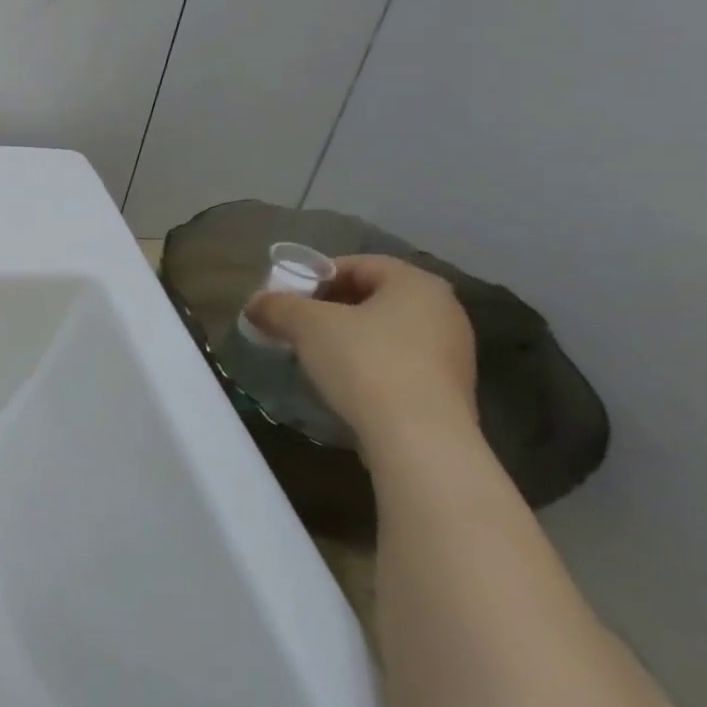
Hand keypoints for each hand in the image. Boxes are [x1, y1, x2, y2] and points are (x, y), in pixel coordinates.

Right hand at [243, 254, 476, 453]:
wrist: (419, 441)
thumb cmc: (365, 364)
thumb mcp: (307, 325)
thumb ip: (277, 306)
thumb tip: (255, 304)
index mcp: (416, 283)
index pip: (358, 264)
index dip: (316, 276)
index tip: (287, 297)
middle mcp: (443, 310)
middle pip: (373, 297)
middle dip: (329, 307)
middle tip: (295, 325)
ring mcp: (451, 353)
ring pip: (385, 331)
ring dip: (347, 337)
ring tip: (313, 355)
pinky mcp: (447, 390)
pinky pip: (398, 362)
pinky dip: (368, 363)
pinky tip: (343, 383)